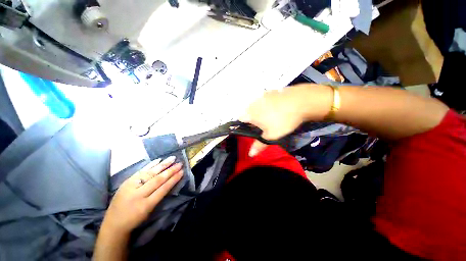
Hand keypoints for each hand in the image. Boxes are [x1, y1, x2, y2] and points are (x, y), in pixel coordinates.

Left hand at [102, 156, 182, 233]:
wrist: (113, 224)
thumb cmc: (135, 219)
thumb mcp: (149, 212)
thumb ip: (159, 196)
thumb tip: (170, 182)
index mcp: (145, 205)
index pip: (163, 189)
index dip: (173, 180)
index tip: (182, 172)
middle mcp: (138, 194)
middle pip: (157, 180)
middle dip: (170, 171)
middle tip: (180, 164)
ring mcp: (130, 187)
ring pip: (150, 173)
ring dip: (162, 165)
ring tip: (172, 158)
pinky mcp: (126, 182)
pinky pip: (140, 171)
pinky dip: (150, 165)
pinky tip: (158, 160)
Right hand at [240, 84, 331, 155]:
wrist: (300, 101)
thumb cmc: (283, 121)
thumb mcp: (271, 136)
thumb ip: (259, 145)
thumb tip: (250, 154)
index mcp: (250, 114)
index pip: (240, 119)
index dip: (244, 125)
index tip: (252, 129)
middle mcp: (253, 103)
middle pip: (248, 112)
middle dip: (253, 119)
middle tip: (264, 125)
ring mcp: (261, 96)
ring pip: (256, 106)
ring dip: (260, 111)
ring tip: (272, 116)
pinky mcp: (270, 91)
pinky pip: (264, 100)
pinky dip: (267, 105)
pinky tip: (277, 108)